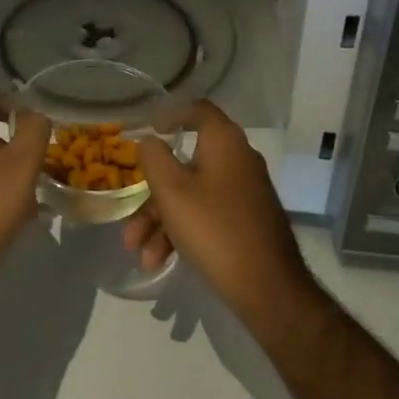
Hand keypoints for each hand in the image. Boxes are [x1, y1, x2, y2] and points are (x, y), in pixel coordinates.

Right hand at [123, 101, 318, 329]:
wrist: (268, 288)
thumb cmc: (214, 227)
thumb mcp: (171, 190)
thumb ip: (154, 158)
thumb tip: (149, 140)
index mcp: (224, 141)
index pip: (197, 110)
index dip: (170, 114)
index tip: (147, 130)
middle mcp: (237, 160)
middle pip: (186, 163)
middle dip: (153, 194)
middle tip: (131, 218)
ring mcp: (244, 192)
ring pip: (192, 195)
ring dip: (161, 221)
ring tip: (140, 254)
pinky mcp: (246, 220)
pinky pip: (206, 215)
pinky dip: (182, 232)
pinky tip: (160, 261)